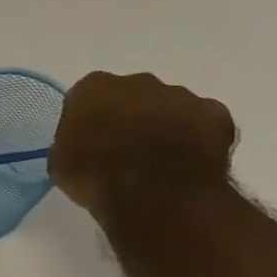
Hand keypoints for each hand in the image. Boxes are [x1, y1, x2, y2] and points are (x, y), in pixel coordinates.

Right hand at [49, 72, 237, 221]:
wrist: (153, 195)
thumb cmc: (95, 177)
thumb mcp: (61, 163)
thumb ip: (71, 143)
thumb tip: (82, 145)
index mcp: (93, 88)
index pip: (87, 97)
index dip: (89, 120)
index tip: (89, 143)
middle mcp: (138, 81)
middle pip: (132, 95)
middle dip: (130, 116)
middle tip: (125, 151)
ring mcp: (181, 95)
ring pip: (170, 107)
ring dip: (165, 126)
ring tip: (160, 163)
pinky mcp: (216, 114)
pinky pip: (204, 122)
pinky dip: (197, 138)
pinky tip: (189, 164)